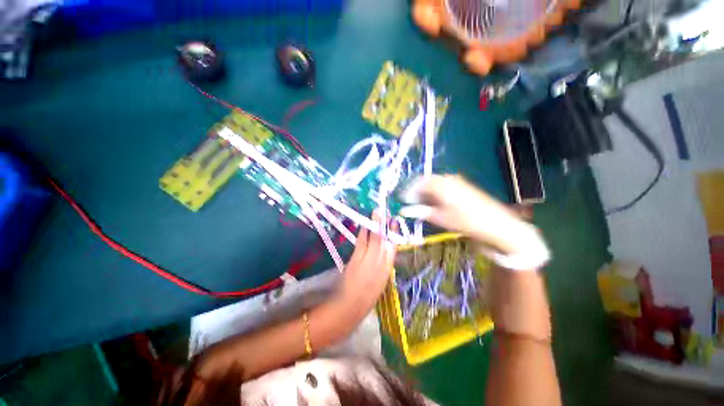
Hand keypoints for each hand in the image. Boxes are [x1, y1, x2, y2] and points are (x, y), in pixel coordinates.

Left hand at [334, 212, 395, 321]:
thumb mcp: (380, 282)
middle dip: (384, 224)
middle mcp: (380, 262)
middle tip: (384, 211)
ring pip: (374, 238)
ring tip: (376, 213)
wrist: (350, 307)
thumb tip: (384, 251)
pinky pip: (362, 242)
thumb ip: (382, 265)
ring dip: (374, 225)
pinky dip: (364, 232)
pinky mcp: (357, 259)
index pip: (393, 247)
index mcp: (387, 269)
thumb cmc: (366, 298)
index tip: (394, 222)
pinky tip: (364, 226)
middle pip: (383, 239)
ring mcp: (368, 259)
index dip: (393, 233)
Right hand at [400, 174, 533, 255]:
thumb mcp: (439, 217)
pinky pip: (442, 185)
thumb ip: (419, 211)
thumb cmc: (464, 220)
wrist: (495, 223)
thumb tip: (402, 210)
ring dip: (424, 192)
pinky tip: (434, 202)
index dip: (407, 191)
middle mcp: (446, 178)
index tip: (401, 200)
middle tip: (410, 203)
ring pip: (433, 183)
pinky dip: (434, 192)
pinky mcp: (462, 185)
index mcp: (439, 184)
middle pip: (424, 181)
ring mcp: (455, 180)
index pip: (417, 183)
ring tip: (421, 204)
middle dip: (415, 191)